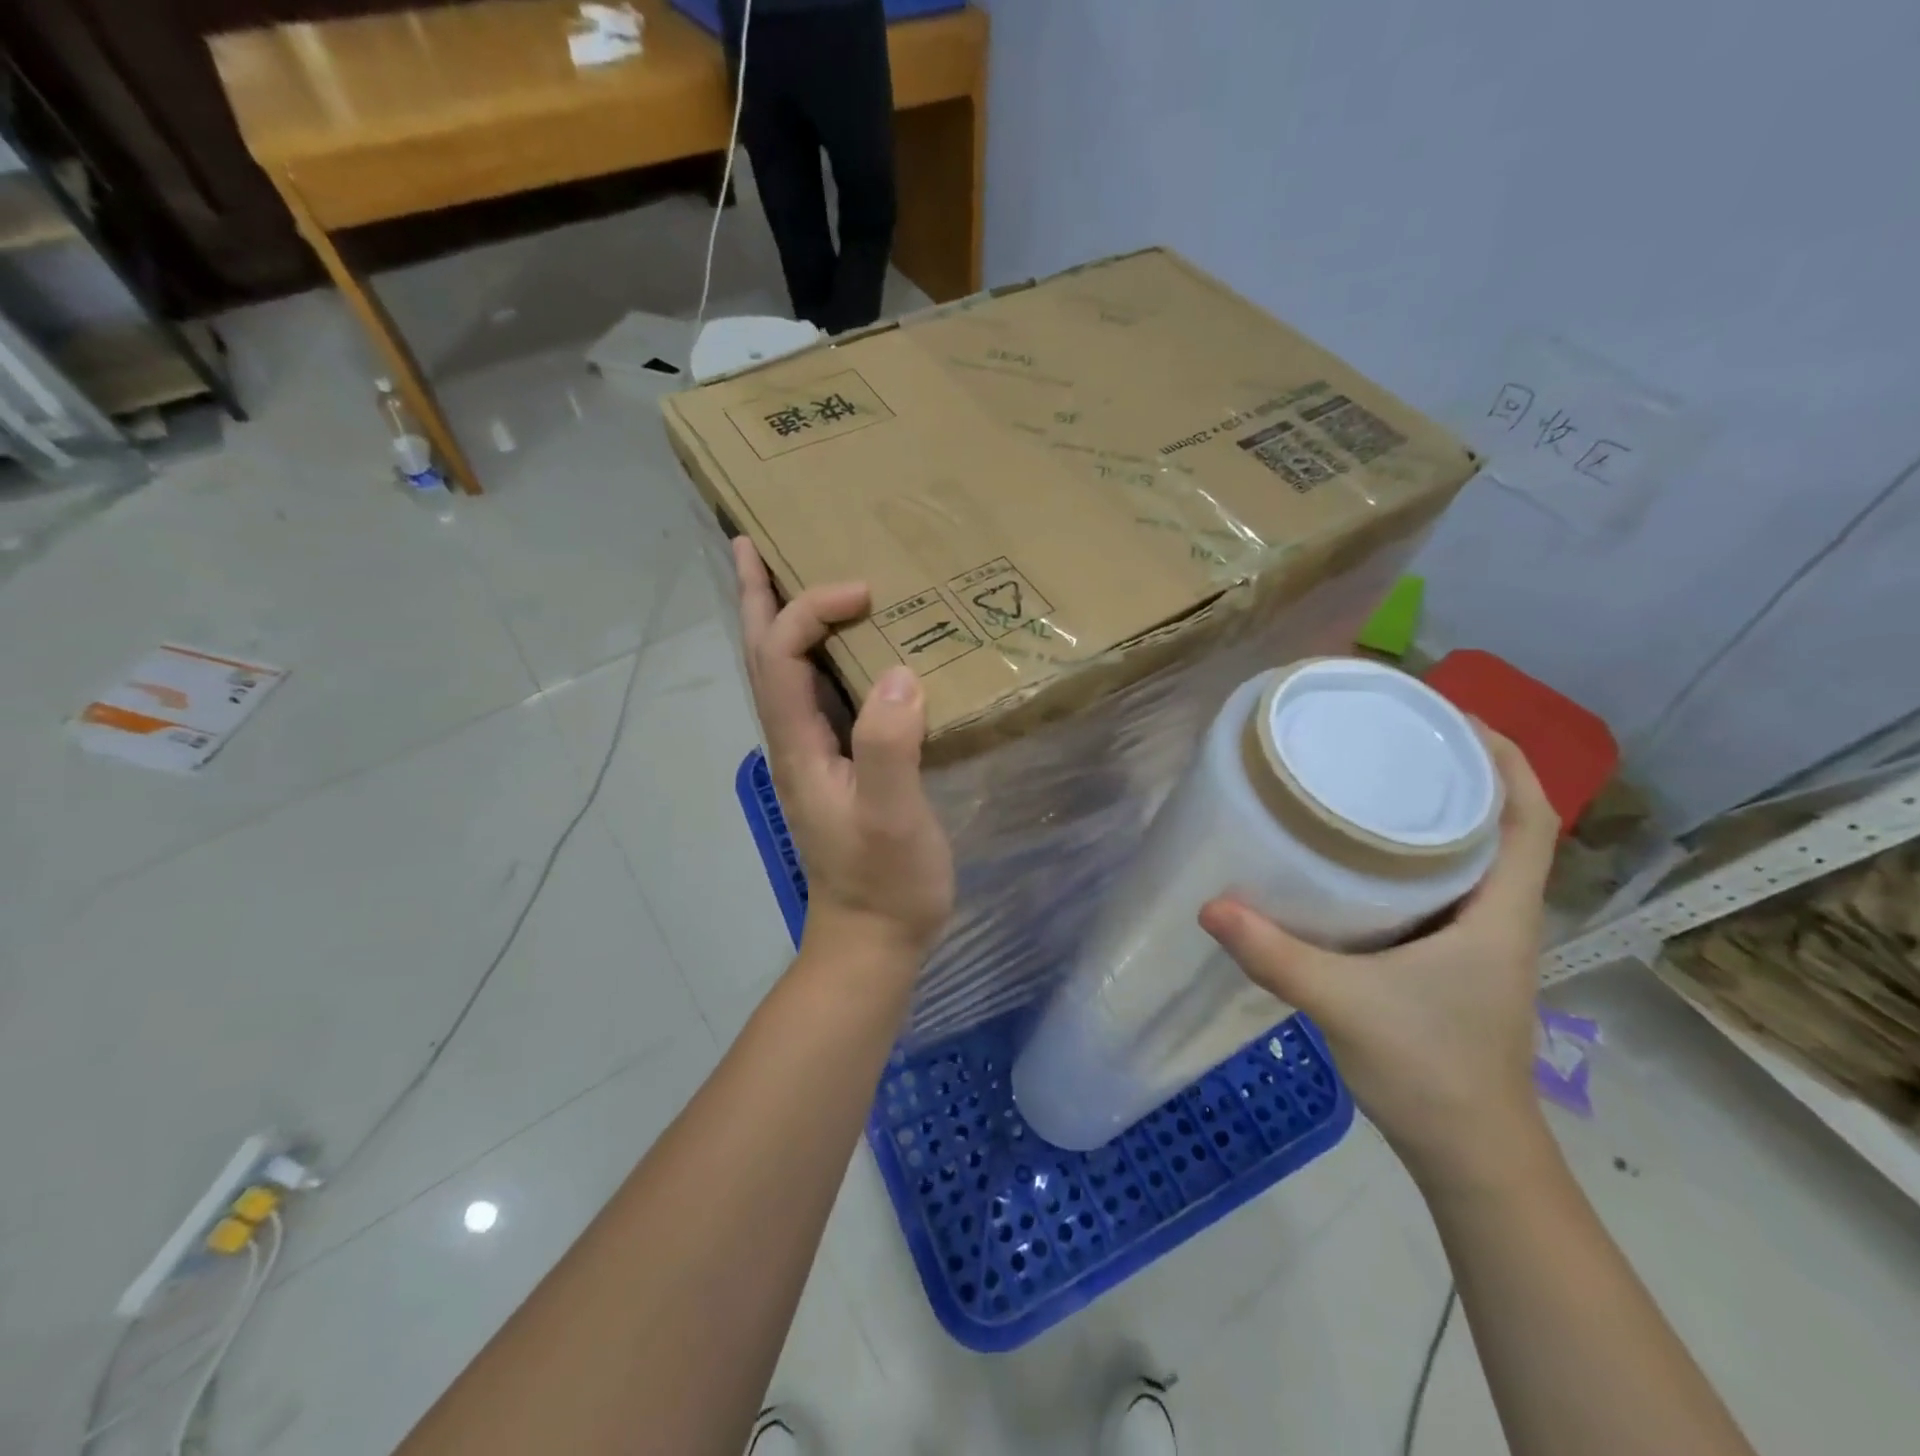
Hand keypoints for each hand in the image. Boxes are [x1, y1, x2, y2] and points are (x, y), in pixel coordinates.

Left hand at [735, 539, 954, 962]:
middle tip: (751, 542)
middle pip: (763, 655)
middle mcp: (795, 740)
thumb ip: (888, 747)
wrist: (873, 939)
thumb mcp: (891, 818)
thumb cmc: (885, 882)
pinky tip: (842, 648)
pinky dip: (817, 655)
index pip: (782, 654)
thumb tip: (897, 672)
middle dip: (757, 597)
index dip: (811, 609)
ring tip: (781, 576)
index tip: (863, 591)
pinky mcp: (838, 766)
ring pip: (785, 673)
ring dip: (779, 621)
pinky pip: (818, 694)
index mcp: (798, 744)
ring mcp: (814, 754)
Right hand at [1200, 731, 1559, 1191]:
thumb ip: (1276, 955)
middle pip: (1498, 821)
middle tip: (1391, 735)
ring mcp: (1474, 937)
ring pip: (1467, 853)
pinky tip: (1355, 852)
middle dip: (1457, 769)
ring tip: (1371, 777)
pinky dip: (1409, 854)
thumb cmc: (1430, 1072)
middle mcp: (1498, 914)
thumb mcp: (1345, 1005)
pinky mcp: (1446, 957)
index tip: (1450, 714)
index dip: (1504, 756)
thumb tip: (1210, 905)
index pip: (1528, 815)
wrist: (1468, 1153)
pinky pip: (1436, 886)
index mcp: (1501, 912)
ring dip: (1434, 810)